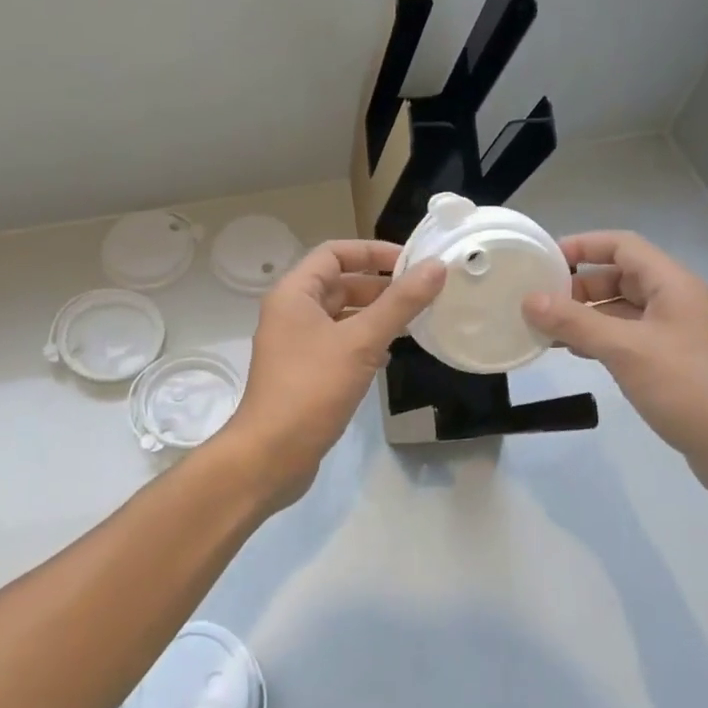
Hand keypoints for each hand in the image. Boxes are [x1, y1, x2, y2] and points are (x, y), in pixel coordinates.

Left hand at [224, 240, 445, 507]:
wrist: (270, 456)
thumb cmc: (312, 389)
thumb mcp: (361, 342)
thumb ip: (400, 304)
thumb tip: (436, 267)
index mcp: (294, 293)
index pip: (335, 253)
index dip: (373, 252)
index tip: (412, 262)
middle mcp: (291, 312)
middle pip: (339, 283)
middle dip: (379, 286)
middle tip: (421, 295)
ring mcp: (295, 344)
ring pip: (340, 316)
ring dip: (374, 315)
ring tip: (413, 323)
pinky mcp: (304, 372)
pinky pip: (338, 343)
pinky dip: (363, 342)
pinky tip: (389, 357)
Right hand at [522, 231, 707, 504]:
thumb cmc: (688, 389)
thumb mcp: (626, 350)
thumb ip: (575, 323)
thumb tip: (529, 300)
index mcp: (672, 285)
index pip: (622, 245)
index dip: (583, 245)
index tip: (543, 260)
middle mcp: (676, 302)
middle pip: (620, 276)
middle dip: (579, 285)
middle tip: (539, 301)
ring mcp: (676, 335)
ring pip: (622, 310)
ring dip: (586, 315)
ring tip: (546, 328)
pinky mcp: (673, 365)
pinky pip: (629, 338)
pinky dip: (600, 339)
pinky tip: (575, 353)